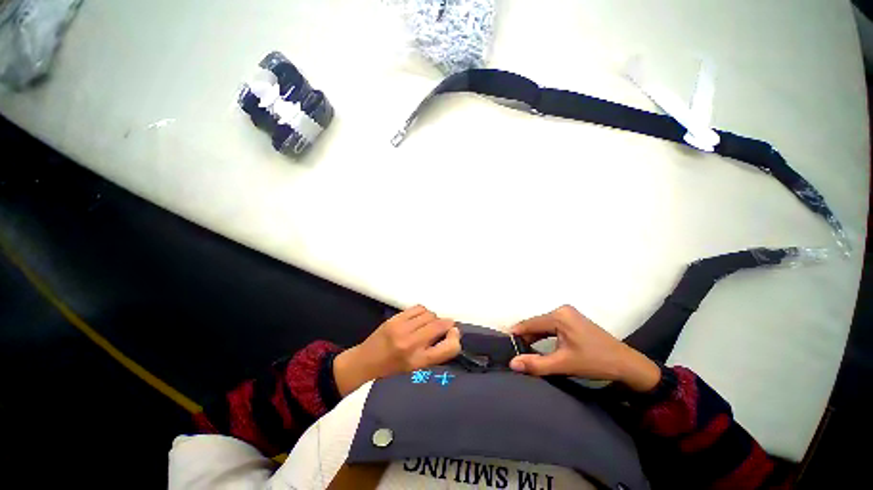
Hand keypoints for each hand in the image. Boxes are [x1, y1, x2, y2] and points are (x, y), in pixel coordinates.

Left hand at [333, 305, 460, 395]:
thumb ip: (435, 352)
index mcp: (419, 361)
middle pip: (441, 325)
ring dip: (433, 318)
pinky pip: (419, 308)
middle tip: (442, 328)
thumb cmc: (393, 368)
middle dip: (446, 325)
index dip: (456, 338)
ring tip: (427, 325)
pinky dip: (424, 312)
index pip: (449, 348)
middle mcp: (412, 344)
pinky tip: (419, 318)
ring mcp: (403, 329)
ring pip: (431, 314)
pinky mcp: (396, 318)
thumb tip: (451, 331)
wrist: (366, 361)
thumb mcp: (416, 368)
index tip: (453, 334)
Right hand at [509, 305, 660, 392]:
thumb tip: (512, 364)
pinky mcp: (572, 319)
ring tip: (524, 350)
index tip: (505, 344)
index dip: (516, 334)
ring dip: (534, 337)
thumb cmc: (595, 362)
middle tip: (514, 351)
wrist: (626, 364)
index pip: (530, 323)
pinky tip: (539, 345)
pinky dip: (544, 336)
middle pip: (536, 323)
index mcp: (559, 316)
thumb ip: (537, 364)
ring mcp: (568, 313)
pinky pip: (551, 326)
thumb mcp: (564, 364)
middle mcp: (562, 310)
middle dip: (525, 337)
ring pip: (543, 325)